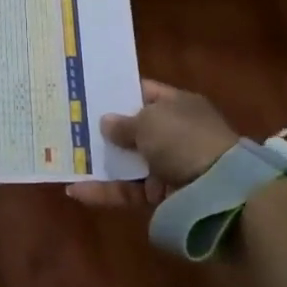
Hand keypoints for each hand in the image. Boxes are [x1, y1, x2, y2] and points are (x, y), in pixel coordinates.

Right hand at [66, 79, 239, 207]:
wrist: (219, 191)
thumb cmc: (183, 140)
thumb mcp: (149, 122)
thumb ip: (123, 123)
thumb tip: (106, 123)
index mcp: (178, 105)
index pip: (145, 92)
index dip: (119, 91)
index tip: (89, 92)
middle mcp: (173, 132)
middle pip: (134, 128)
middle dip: (106, 129)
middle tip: (71, 123)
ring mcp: (167, 165)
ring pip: (127, 161)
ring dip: (101, 160)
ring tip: (67, 157)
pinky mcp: (159, 195)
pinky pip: (127, 189)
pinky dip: (104, 190)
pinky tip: (76, 190)